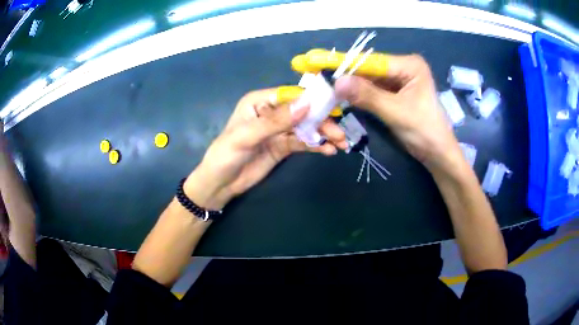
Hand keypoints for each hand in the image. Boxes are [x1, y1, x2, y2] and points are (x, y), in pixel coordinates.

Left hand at [184, 89, 345, 209]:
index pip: (291, 95)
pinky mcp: (283, 146)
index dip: (312, 99)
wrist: (221, 184)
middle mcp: (272, 112)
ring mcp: (279, 130)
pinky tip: (329, 151)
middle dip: (322, 122)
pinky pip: (304, 142)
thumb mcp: (247, 136)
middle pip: (303, 112)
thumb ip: (276, 120)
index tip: (334, 107)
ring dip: (324, 134)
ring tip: (341, 144)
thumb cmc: (226, 155)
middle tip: (340, 135)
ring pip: (306, 127)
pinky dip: (317, 145)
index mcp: (260, 101)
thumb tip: (308, 104)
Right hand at [334, 54, 464, 175]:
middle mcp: (403, 67)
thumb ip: (367, 95)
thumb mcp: (396, 112)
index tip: (322, 68)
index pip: (373, 61)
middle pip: (370, 70)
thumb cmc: (424, 131)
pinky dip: (360, 96)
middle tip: (323, 85)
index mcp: (410, 65)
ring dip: (352, 89)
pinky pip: (373, 91)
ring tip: (330, 93)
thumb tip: (336, 82)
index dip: (348, 65)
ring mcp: (399, 80)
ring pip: (369, 81)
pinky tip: (345, 99)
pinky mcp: (395, 93)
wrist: (437, 154)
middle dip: (349, 79)